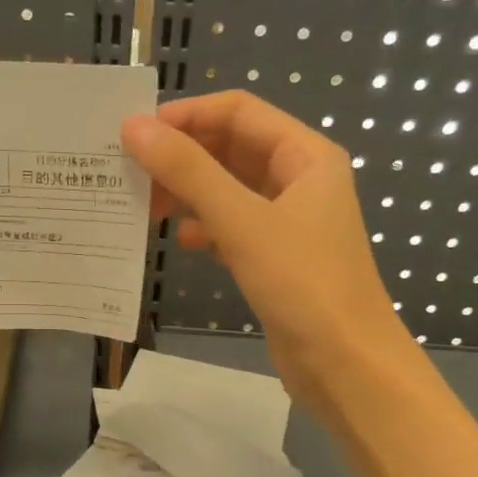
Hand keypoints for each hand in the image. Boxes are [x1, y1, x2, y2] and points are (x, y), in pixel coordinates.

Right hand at [120, 91, 406, 410]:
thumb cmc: (301, 283)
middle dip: (183, 157)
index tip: (135, 133)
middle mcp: (300, 180)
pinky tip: (180, 242)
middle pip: (232, 149)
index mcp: (306, 156)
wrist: (345, 364)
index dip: (187, 115)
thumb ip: (188, 171)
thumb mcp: (242, 221)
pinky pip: (234, 228)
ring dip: (189, 193)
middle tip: (131, 173)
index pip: (239, 112)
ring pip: (229, 191)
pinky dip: (206, 229)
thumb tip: (134, 127)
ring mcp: (290, 222)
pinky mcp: (277, 259)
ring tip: (145, 207)